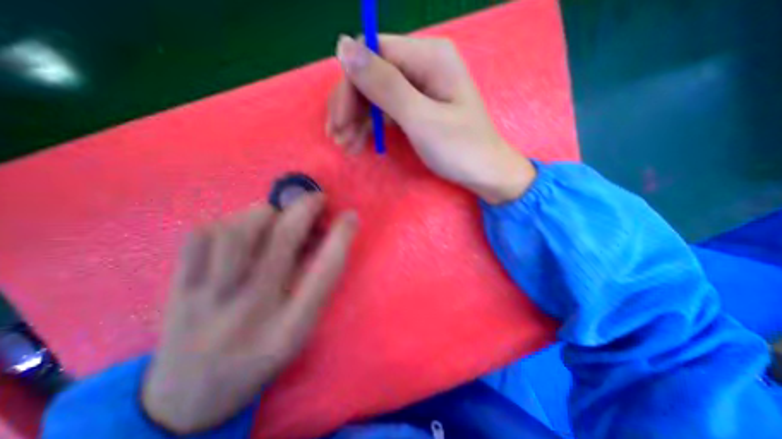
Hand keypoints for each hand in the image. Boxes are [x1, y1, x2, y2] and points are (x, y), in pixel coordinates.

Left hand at [141, 196, 355, 435]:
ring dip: (264, 213)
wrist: (189, 398)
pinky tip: (237, 230)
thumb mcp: (300, 330)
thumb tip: (319, 235)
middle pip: (282, 242)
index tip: (350, 215)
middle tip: (316, 197)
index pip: (324, 274)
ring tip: (274, 214)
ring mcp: (208, 300)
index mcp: (289, 329)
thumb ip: (314, 284)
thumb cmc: (261, 357)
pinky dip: (227, 222)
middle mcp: (250, 312)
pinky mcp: (177, 289)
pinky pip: (201, 236)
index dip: (341, 238)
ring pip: (238, 232)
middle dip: (305, 209)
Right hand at [328, 34, 534, 202]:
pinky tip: (359, 142)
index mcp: (429, 57)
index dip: (350, 86)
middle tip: (337, 138)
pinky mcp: (417, 108)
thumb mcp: (421, 119)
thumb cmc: (460, 149)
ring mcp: (419, 88)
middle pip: (372, 75)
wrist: (485, 174)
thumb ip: (385, 85)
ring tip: (346, 145)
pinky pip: (387, 110)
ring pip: (376, 95)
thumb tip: (343, 47)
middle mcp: (422, 65)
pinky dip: (371, 126)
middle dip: (351, 107)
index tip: (339, 121)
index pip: (373, 55)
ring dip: (356, 119)